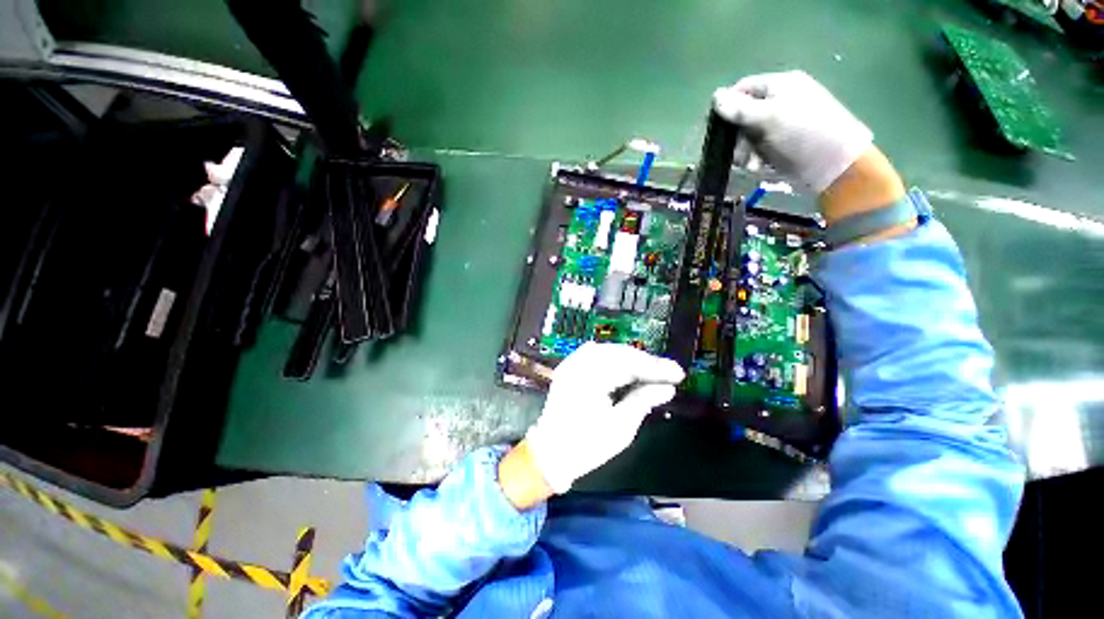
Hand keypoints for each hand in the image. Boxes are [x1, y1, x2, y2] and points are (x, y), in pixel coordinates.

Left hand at [523, 343, 684, 494]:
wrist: (550, 453)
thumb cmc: (585, 446)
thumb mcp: (620, 428)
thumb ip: (642, 401)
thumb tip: (667, 388)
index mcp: (590, 379)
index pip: (628, 364)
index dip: (655, 367)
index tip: (678, 374)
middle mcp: (579, 365)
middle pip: (618, 353)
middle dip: (644, 361)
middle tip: (667, 372)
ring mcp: (572, 364)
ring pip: (608, 351)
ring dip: (631, 358)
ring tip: (651, 370)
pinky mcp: (570, 369)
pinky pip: (595, 355)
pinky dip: (614, 358)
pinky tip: (626, 365)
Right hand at [713, 71, 906, 227]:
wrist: (833, 164)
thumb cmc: (802, 132)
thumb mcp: (769, 116)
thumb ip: (740, 109)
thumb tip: (715, 95)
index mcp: (778, 86)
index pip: (742, 89)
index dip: (726, 106)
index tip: (715, 127)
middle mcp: (777, 102)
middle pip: (741, 116)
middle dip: (735, 136)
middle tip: (736, 150)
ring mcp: (778, 125)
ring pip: (745, 137)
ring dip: (743, 151)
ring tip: (750, 163)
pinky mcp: (778, 145)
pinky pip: (755, 150)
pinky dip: (752, 159)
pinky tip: (757, 167)